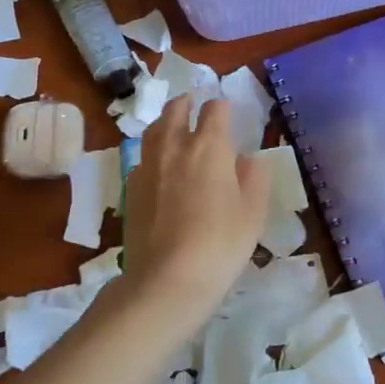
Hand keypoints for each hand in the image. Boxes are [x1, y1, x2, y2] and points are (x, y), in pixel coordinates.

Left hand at [121, 95, 269, 327]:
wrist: (166, 280)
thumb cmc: (220, 245)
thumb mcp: (252, 214)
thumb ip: (254, 178)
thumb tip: (249, 158)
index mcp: (209, 146)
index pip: (215, 109)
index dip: (223, 107)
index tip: (228, 113)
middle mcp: (175, 146)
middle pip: (176, 109)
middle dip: (187, 103)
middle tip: (194, 105)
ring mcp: (148, 166)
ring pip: (154, 130)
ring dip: (166, 122)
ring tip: (174, 127)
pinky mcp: (130, 188)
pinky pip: (142, 157)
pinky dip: (153, 152)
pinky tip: (160, 168)